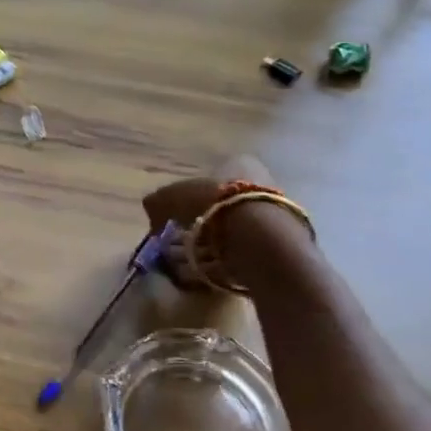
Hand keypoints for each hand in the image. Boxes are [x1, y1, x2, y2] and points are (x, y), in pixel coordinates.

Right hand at [142, 155, 270, 287]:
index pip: (209, 177)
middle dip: (203, 220)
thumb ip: (159, 201)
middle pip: (223, 202)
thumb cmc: (215, 204)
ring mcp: (274, 211)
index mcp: (238, 162)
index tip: (175, 217)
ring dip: (216, 241)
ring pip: (236, 226)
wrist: (260, 237)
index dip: (189, 197)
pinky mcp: (281, 241)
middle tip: (184, 239)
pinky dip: (231, 257)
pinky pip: (247, 247)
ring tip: (197, 259)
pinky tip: (217, 267)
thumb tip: (150, 207)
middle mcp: (261, 181)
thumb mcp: (174, 197)